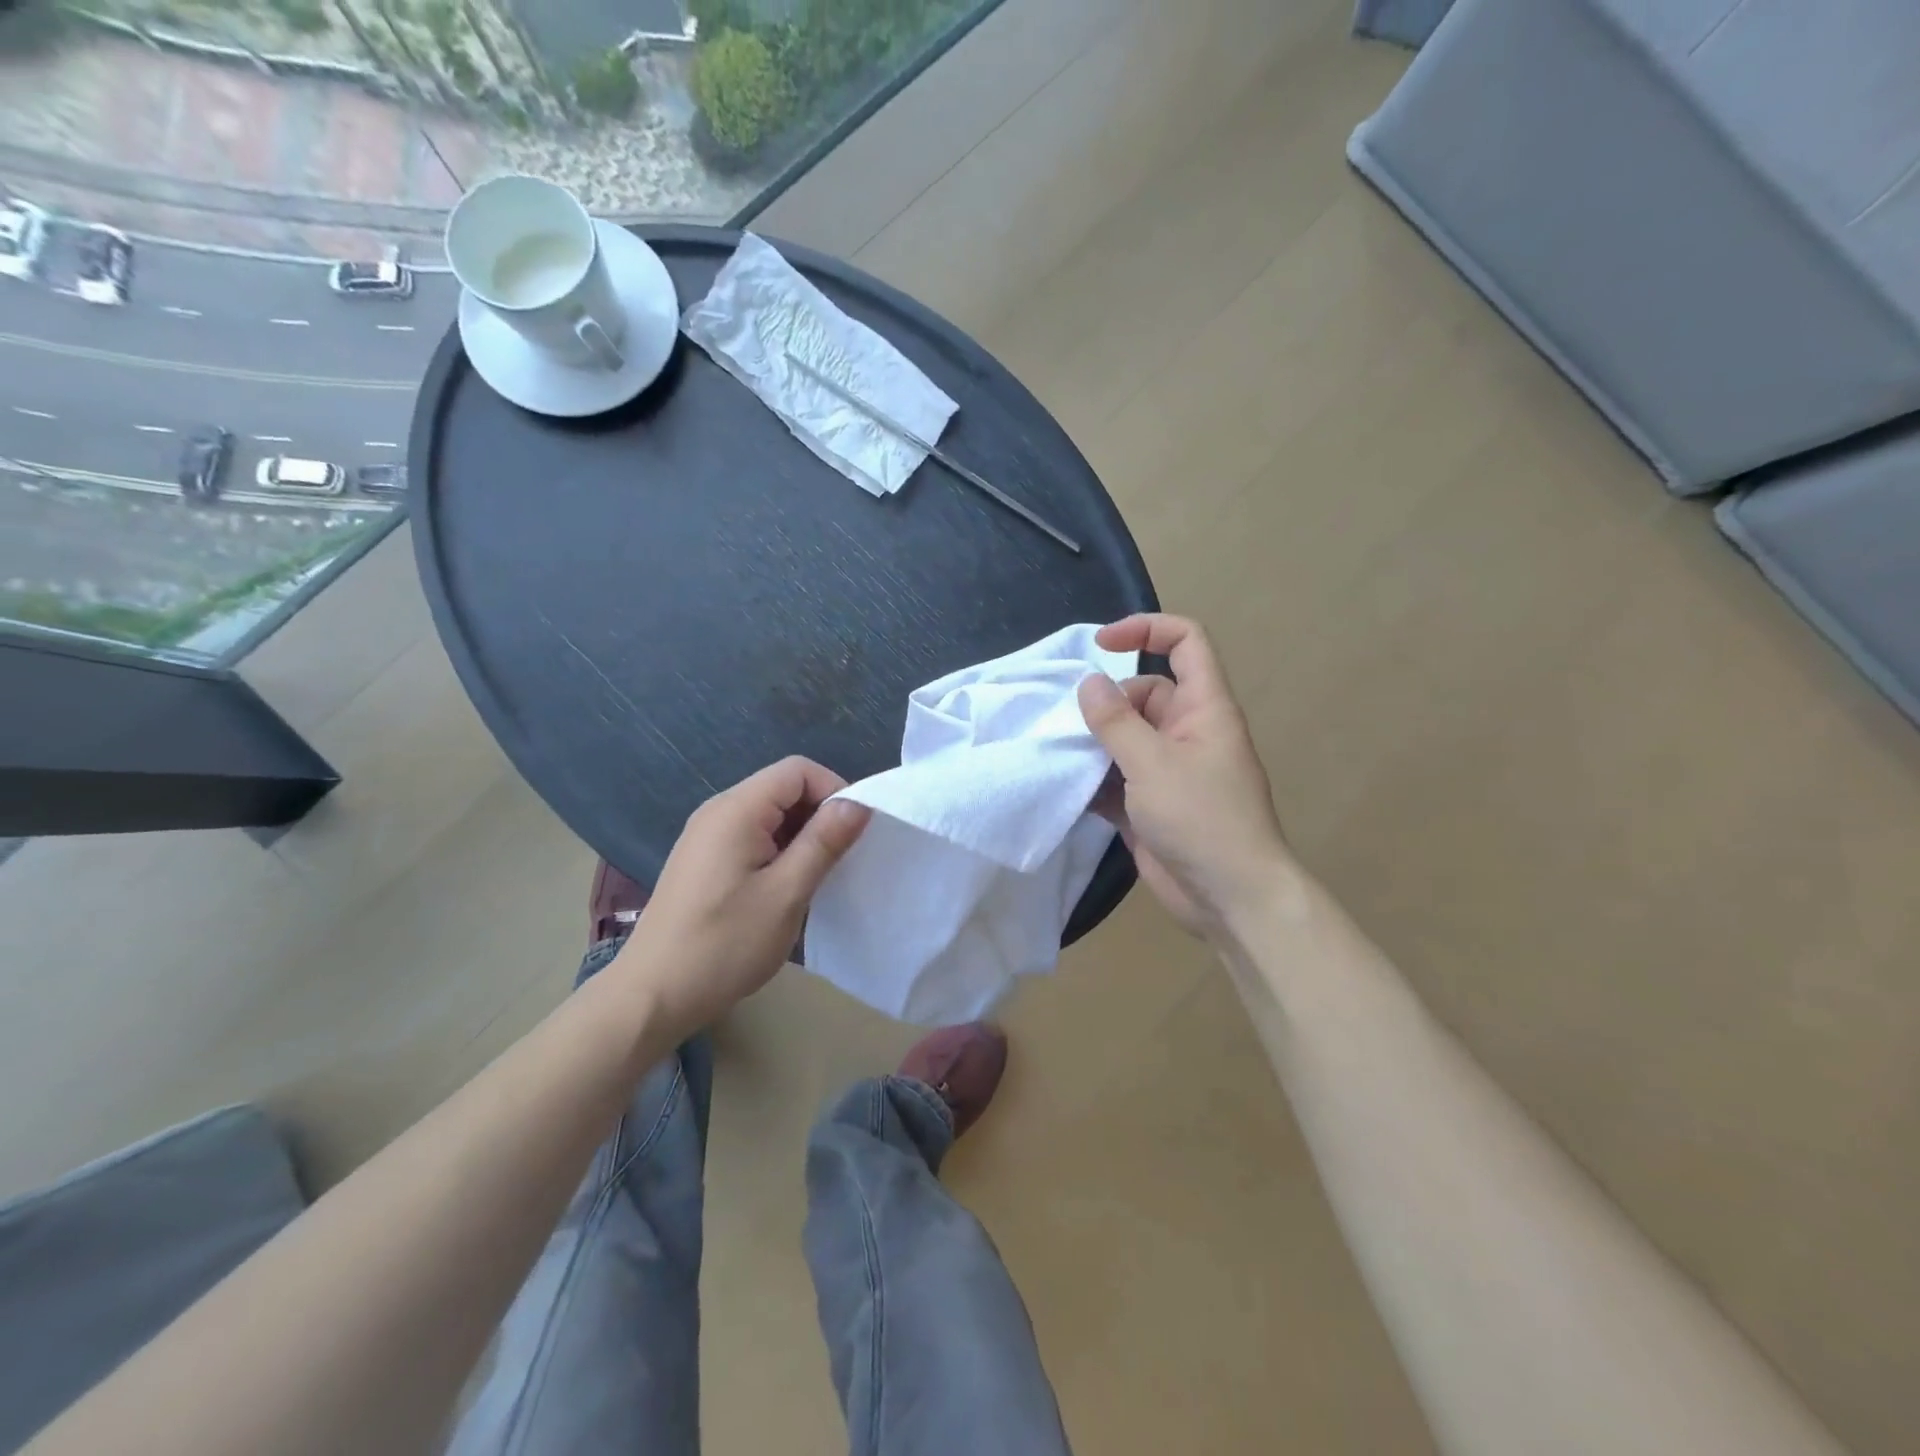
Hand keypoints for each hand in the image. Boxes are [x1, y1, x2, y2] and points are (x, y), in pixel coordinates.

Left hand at [614, 757, 870, 1038]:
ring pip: (770, 814)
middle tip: (841, 859)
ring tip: (817, 877)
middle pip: (783, 788)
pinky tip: (786, 888)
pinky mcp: (704, 860)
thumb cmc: (724, 944)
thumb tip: (859, 804)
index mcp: (736, 810)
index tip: (855, 832)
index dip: (835, 790)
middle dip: (820, 815)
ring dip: (801, 836)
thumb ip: (823, 842)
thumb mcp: (786, 893)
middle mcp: (718, 811)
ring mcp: (707, 836)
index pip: (798, 770)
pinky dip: (779, 850)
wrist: (652, 995)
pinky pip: (753, 836)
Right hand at [1078, 614, 1290, 937]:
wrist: (1229, 898)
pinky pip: (1115, 775)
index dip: (1146, 629)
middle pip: (1142, 693)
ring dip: (1093, 742)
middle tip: (1070, 724)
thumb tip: (1089, 682)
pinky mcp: (1149, 802)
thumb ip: (1116, 721)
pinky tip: (1064, 785)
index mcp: (1203, 708)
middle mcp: (1186, 731)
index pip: (1185, 643)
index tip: (1100, 646)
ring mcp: (1167, 769)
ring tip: (1057, 751)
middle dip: (1105, 703)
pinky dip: (1093, 778)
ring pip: (1124, 736)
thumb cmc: (1201, 819)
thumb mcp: (1152, 763)